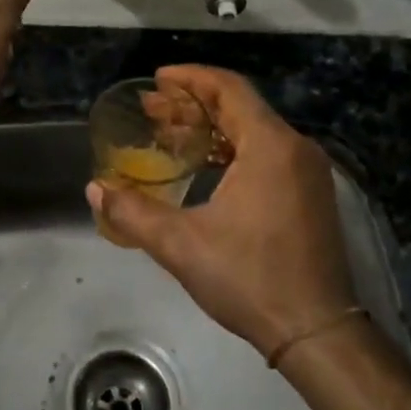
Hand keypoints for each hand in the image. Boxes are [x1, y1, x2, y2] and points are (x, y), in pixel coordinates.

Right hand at [87, 65, 410, 409]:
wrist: (315, 331)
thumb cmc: (250, 278)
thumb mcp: (181, 245)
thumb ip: (133, 213)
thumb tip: (94, 190)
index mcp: (270, 146)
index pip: (228, 89)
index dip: (190, 78)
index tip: (157, 80)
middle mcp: (295, 149)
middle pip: (240, 107)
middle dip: (193, 104)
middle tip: (151, 110)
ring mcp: (308, 173)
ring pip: (254, 131)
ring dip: (212, 128)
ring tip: (169, 135)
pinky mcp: (311, 195)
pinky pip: (267, 154)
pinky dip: (232, 150)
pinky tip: (204, 166)